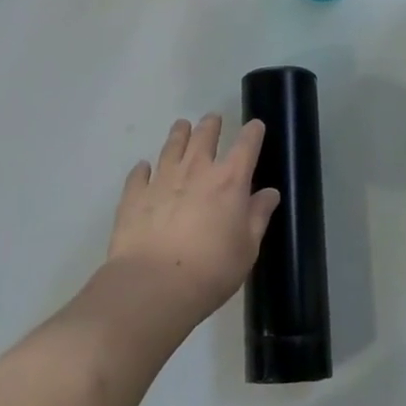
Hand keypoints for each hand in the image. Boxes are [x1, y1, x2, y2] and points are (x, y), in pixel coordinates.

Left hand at [104, 115, 279, 332]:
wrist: (153, 286)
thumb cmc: (211, 270)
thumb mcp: (247, 248)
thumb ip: (258, 216)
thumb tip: (270, 193)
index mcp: (229, 180)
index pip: (246, 145)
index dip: (253, 132)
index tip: (255, 125)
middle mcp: (196, 170)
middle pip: (204, 136)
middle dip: (211, 125)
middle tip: (212, 120)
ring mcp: (162, 179)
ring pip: (172, 146)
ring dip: (178, 134)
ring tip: (181, 126)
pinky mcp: (135, 195)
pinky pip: (139, 174)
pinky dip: (143, 169)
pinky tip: (144, 168)